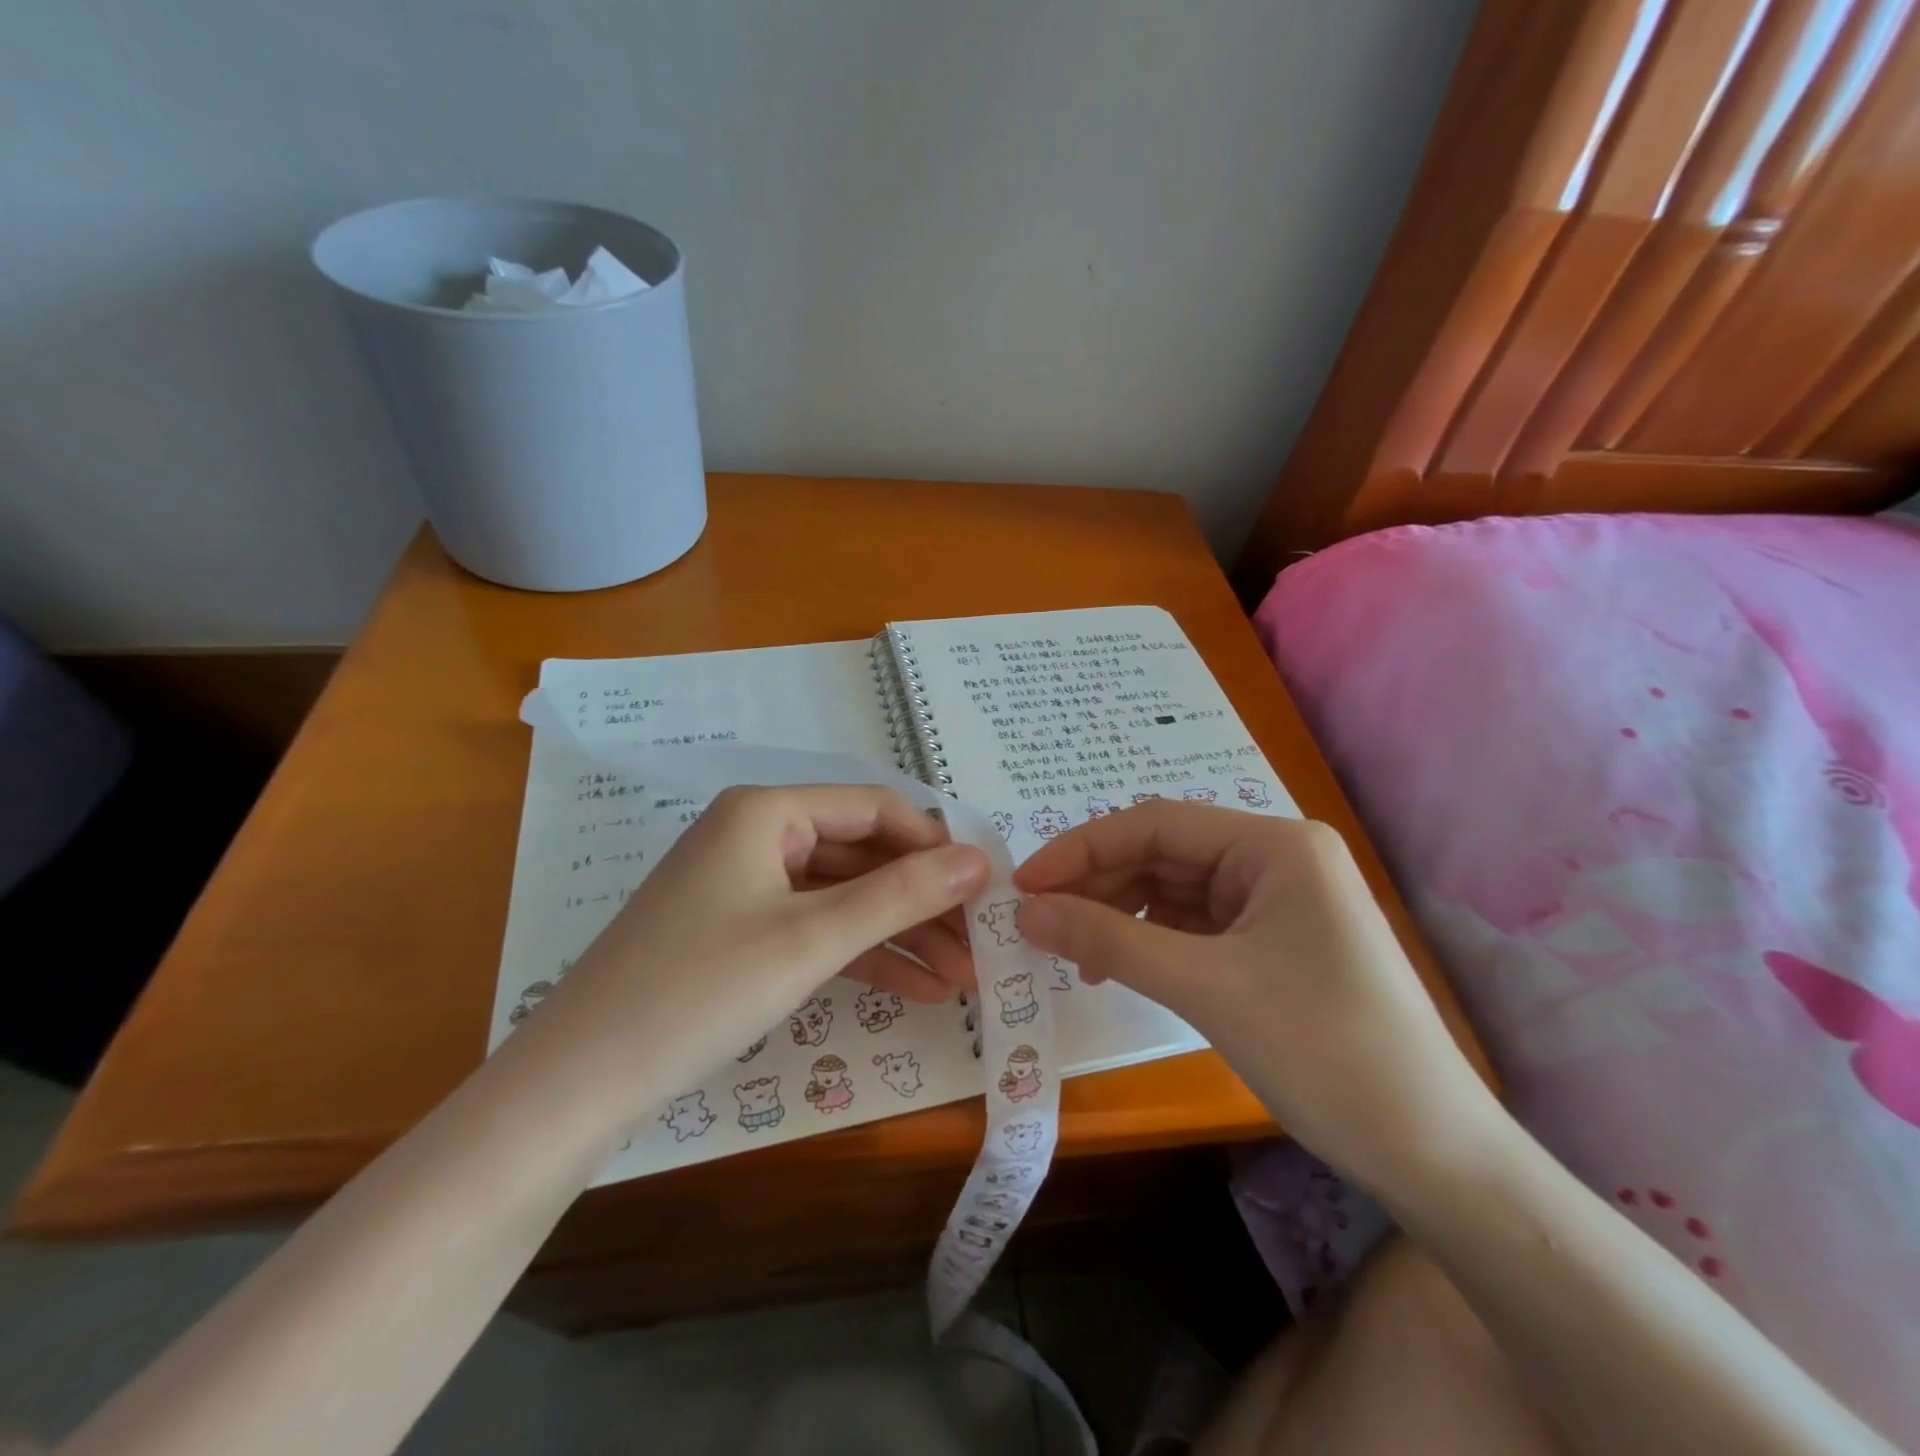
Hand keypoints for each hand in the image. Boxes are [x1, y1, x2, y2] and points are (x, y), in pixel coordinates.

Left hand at [513, 784, 989, 1127]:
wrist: (577, 1086)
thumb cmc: (699, 990)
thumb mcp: (811, 939)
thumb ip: (901, 894)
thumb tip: (980, 860)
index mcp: (768, 811)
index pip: (876, 808)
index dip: (935, 845)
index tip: (986, 889)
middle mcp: (758, 836)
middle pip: (863, 855)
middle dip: (923, 901)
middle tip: (980, 946)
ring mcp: (748, 887)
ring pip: (845, 898)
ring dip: (902, 933)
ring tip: (962, 978)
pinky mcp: (741, 934)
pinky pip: (816, 931)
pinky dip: (863, 956)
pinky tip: (915, 989)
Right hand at [1012, 801, 1495, 1191]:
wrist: (1433, 1154)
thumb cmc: (1325, 1051)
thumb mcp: (1205, 987)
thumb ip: (1109, 939)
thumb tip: (1026, 911)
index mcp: (1275, 843)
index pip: (1157, 823)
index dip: (1084, 847)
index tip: (1025, 883)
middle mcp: (1277, 858)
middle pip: (1164, 853)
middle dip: (1100, 883)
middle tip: (1039, 920)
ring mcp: (1278, 901)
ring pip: (1175, 888)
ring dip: (1120, 913)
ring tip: (1074, 952)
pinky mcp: (1274, 942)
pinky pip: (1195, 923)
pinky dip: (1151, 939)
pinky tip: (1119, 964)